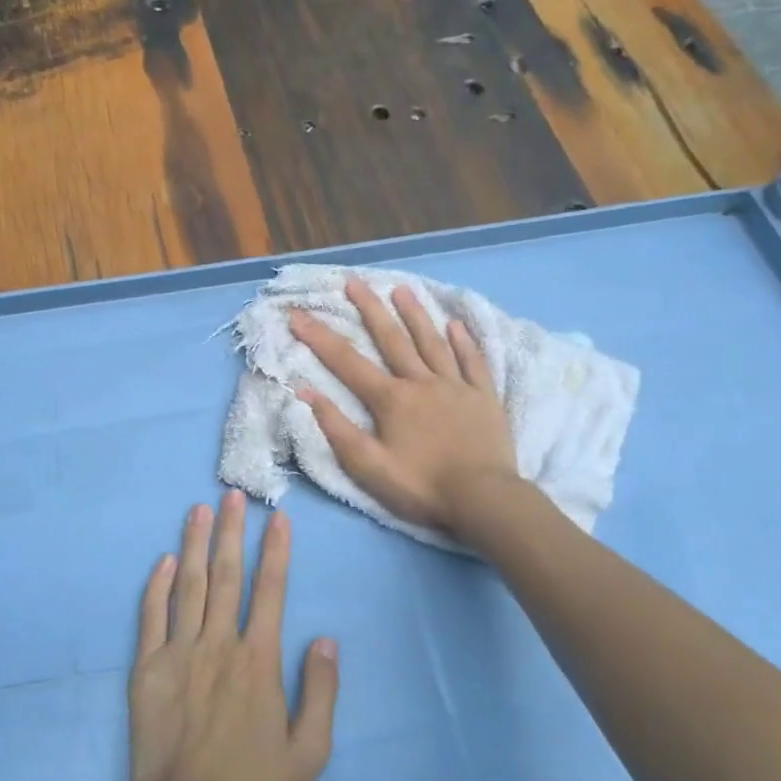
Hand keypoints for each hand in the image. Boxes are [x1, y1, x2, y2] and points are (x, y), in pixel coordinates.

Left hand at [129, 492, 338, 780]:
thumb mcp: (308, 754)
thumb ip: (322, 693)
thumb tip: (327, 640)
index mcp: (259, 661)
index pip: (271, 591)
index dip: (275, 552)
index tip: (278, 519)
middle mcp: (220, 644)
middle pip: (227, 576)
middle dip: (232, 531)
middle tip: (233, 495)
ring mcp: (180, 653)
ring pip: (189, 586)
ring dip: (195, 544)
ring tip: (199, 510)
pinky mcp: (148, 669)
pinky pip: (152, 616)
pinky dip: (158, 585)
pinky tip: (164, 560)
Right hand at [289, 279, 516, 533]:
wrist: (483, 500)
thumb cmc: (421, 486)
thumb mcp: (368, 466)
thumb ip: (336, 428)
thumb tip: (305, 391)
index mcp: (391, 399)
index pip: (347, 362)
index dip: (319, 337)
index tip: (297, 313)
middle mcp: (421, 382)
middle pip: (392, 339)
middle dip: (370, 308)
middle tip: (354, 281)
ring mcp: (455, 386)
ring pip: (432, 342)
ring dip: (415, 314)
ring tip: (401, 289)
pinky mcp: (483, 397)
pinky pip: (472, 362)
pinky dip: (464, 342)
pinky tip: (456, 324)